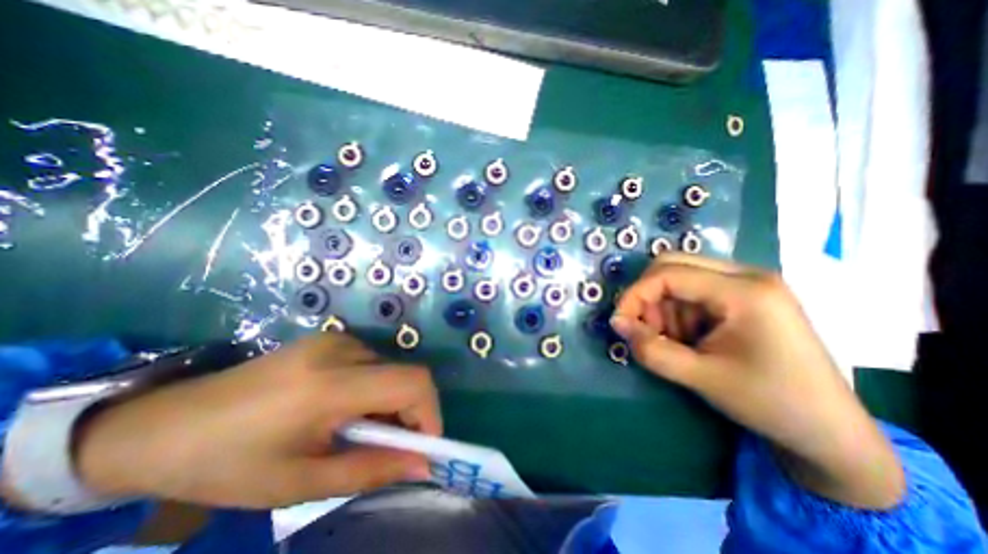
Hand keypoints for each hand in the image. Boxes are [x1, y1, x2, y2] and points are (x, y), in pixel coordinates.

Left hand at [72, 332, 435, 508]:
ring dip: (390, 402)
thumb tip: (424, 465)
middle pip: (407, 374)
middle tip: (388, 447)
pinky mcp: (331, 339)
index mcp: (330, 384)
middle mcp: (342, 350)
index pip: (412, 383)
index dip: (430, 413)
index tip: (423, 448)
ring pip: (392, 370)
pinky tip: (346, 409)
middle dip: (410, 413)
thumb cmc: (226, 464)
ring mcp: (336, 340)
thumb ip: (371, 470)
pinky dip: (375, 389)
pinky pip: (374, 363)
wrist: (164, 424)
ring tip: (359, 431)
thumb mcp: (299, 482)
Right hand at [611, 253, 901, 508]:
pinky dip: (678, 311)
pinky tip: (689, 338)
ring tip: (673, 342)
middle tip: (645, 329)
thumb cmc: (770, 403)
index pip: (668, 274)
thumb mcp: (701, 378)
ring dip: (663, 307)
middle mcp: (747, 275)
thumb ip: (651, 349)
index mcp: (745, 291)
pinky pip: (694, 290)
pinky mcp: (745, 296)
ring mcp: (748, 283)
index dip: (635, 295)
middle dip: (648, 297)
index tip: (619, 323)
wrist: (830, 432)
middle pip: (673, 265)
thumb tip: (617, 324)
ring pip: (680, 277)